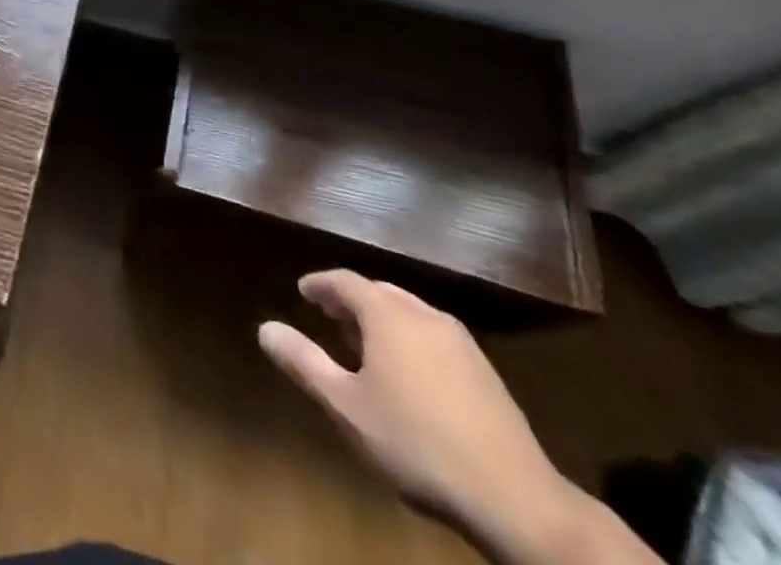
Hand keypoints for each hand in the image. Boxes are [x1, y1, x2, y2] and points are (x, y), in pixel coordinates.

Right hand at [259, 271, 576, 551]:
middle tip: (330, 316)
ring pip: (411, 314)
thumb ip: (304, 363)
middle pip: (380, 293)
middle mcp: (424, 316)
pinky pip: (435, 338)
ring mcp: (461, 343)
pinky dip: (411, 340)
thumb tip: (264, 328)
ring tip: (366, 345)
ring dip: (383, 320)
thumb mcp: (347, 407)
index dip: (321, 284)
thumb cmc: (416, 444)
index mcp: (388, 315)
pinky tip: (410, 375)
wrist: (515, 500)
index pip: (346, 281)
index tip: (304, 292)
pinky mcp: (486, 373)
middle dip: (352, 300)